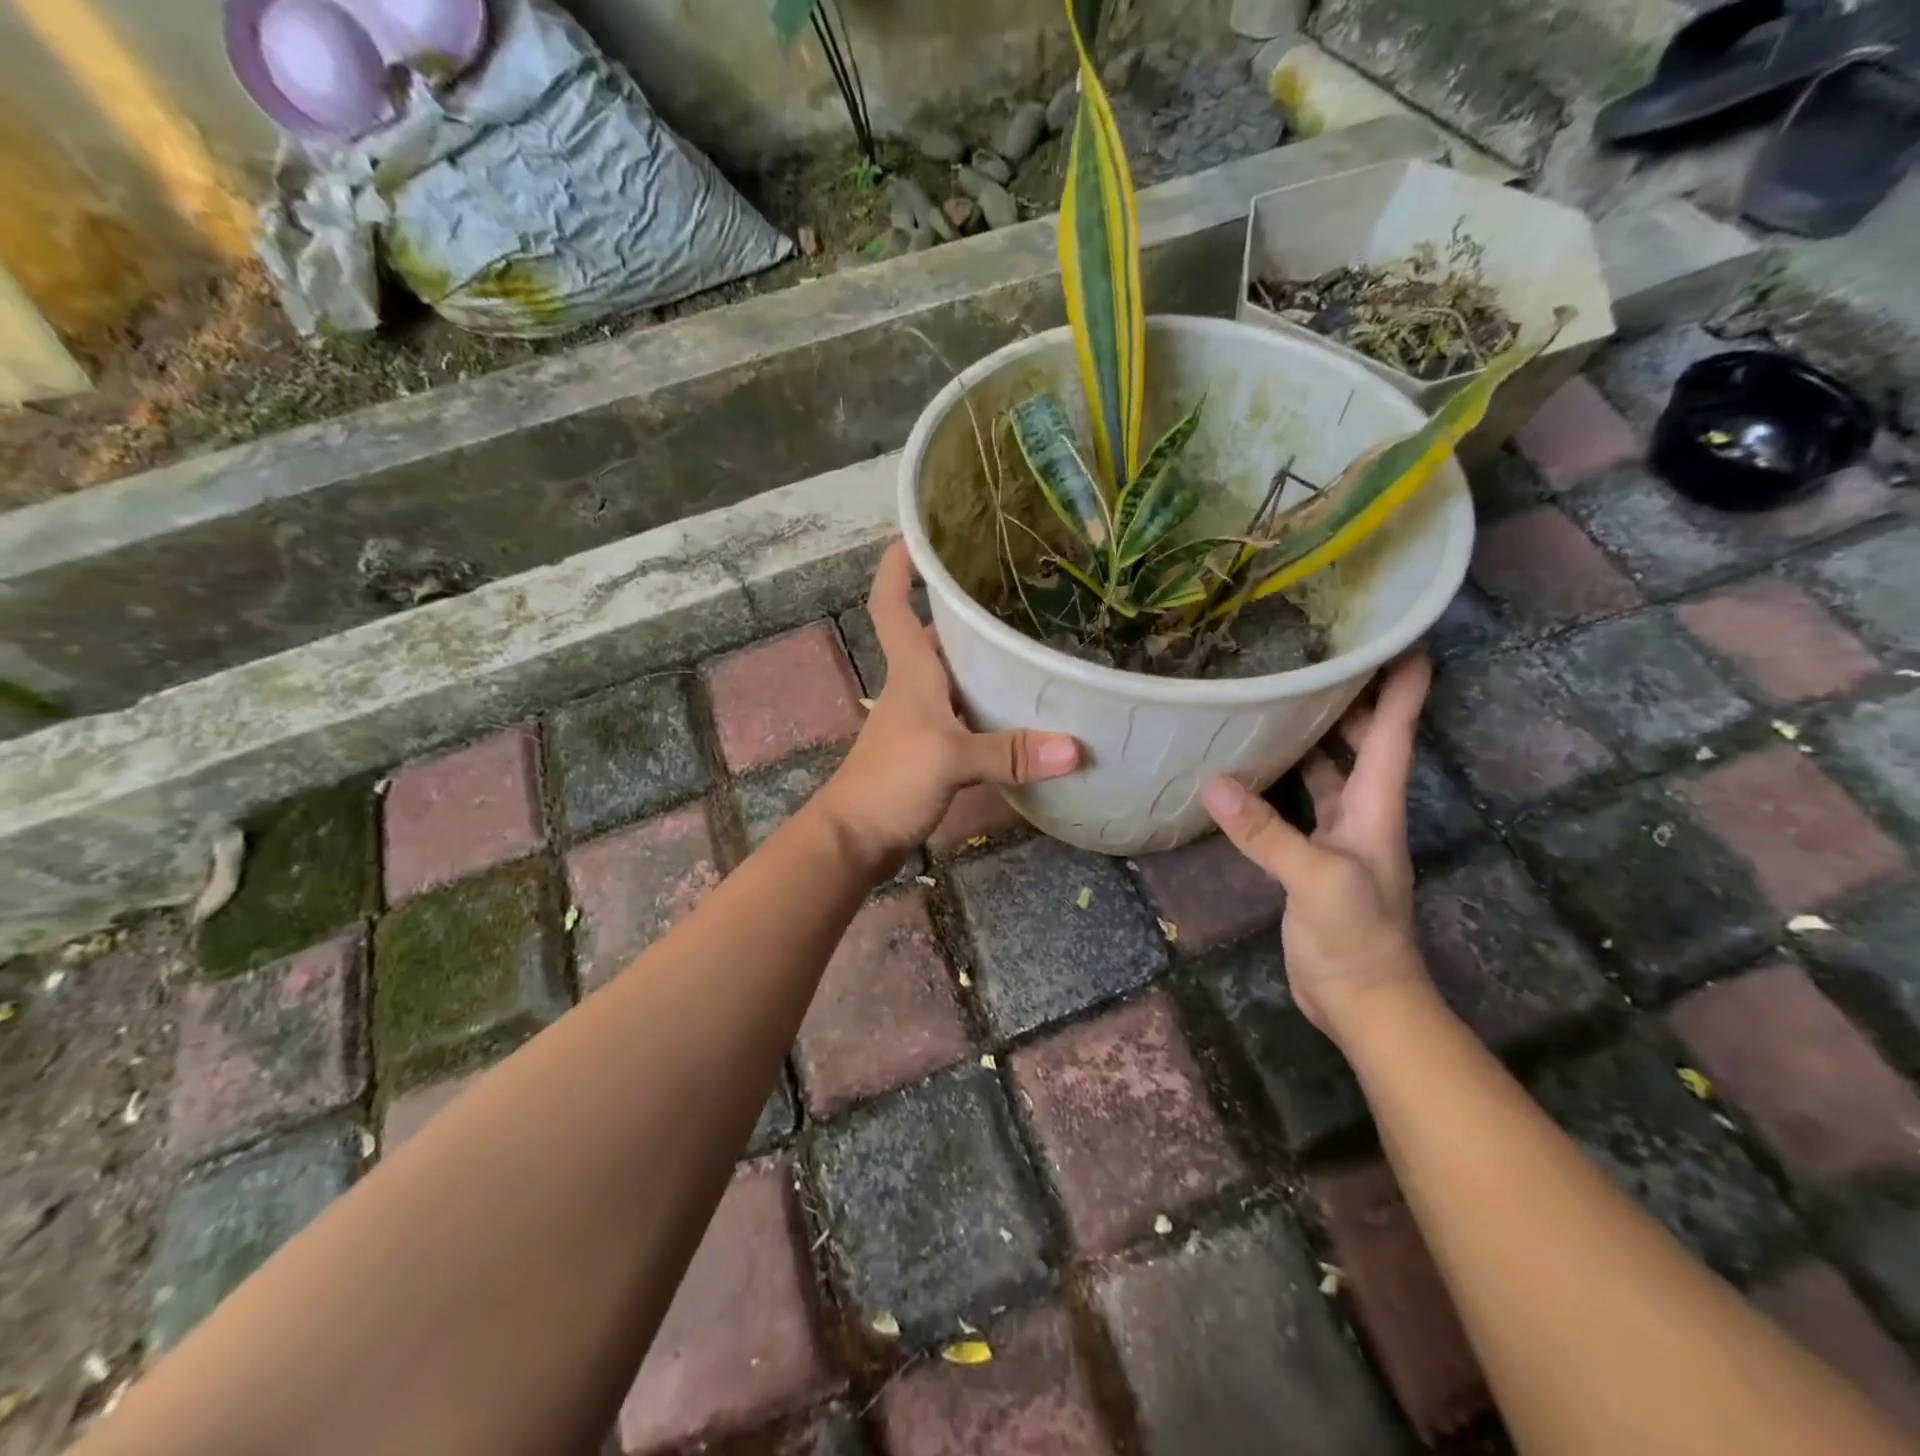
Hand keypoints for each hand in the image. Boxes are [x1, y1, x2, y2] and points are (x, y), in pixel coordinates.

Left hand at [812, 541, 1080, 876]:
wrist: (855, 838)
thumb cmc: (890, 781)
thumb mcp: (951, 760)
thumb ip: (1010, 752)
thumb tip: (1076, 747)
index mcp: (911, 672)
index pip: (891, 604)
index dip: (897, 568)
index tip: (917, 535)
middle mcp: (914, 687)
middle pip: (934, 636)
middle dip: (962, 609)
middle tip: (1012, 587)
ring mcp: (921, 720)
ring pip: (954, 676)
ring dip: (982, 660)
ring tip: (1030, 639)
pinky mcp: (931, 750)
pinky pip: (964, 713)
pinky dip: (989, 706)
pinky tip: (1021, 710)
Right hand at [1200, 652, 1435, 1043]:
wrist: (1363, 1001)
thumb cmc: (1357, 938)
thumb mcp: (1317, 881)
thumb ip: (1268, 833)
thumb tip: (1213, 783)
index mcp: (1376, 804)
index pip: (1395, 730)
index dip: (1402, 683)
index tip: (1401, 634)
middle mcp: (1361, 809)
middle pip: (1361, 739)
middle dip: (1348, 695)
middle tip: (1313, 653)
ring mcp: (1337, 833)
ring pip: (1327, 767)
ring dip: (1312, 733)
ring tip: (1276, 694)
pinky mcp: (1310, 855)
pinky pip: (1297, 800)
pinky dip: (1279, 777)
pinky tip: (1248, 765)